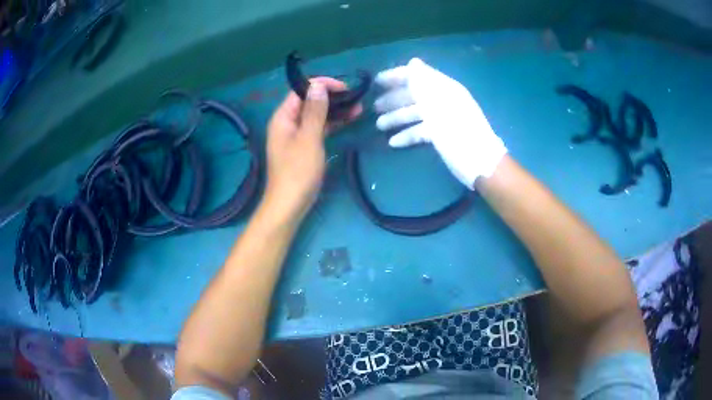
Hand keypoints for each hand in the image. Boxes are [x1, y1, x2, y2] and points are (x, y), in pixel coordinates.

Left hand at [264, 77, 361, 221]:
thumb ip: (314, 111)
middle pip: (309, 101)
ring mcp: (295, 135)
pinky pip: (318, 129)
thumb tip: (318, 86)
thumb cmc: (298, 172)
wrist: (289, 205)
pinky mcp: (303, 147)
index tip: (344, 88)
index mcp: (283, 117)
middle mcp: (287, 123)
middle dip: (331, 97)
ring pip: (316, 115)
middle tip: (355, 98)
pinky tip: (348, 121)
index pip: (301, 91)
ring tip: (358, 108)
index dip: (322, 85)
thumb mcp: (309, 138)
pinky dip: (331, 124)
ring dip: (335, 110)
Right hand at [373, 58, 506, 188]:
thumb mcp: (439, 105)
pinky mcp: (442, 135)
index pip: (416, 75)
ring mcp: (442, 118)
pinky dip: (408, 135)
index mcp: (443, 88)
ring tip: (379, 126)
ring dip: (397, 118)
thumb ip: (424, 83)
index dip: (396, 76)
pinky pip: (421, 130)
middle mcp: (442, 99)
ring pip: (415, 113)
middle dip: (393, 99)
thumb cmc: (458, 131)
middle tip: (374, 107)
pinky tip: (393, 142)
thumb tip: (413, 62)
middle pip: (414, 94)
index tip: (375, 82)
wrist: (479, 162)